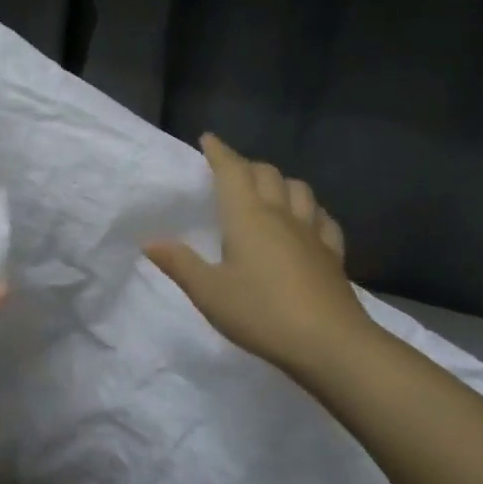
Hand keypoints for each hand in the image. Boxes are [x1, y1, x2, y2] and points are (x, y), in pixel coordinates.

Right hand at [144, 134, 370, 384]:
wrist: (330, 344)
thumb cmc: (261, 313)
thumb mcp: (209, 293)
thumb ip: (179, 264)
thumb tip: (150, 241)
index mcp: (247, 216)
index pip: (232, 171)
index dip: (219, 152)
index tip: (208, 139)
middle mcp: (281, 215)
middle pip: (267, 174)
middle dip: (247, 165)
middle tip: (231, 171)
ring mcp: (312, 233)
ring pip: (299, 190)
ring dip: (281, 182)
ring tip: (268, 191)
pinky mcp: (333, 255)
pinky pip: (323, 220)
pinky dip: (310, 211)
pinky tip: (306, 223)